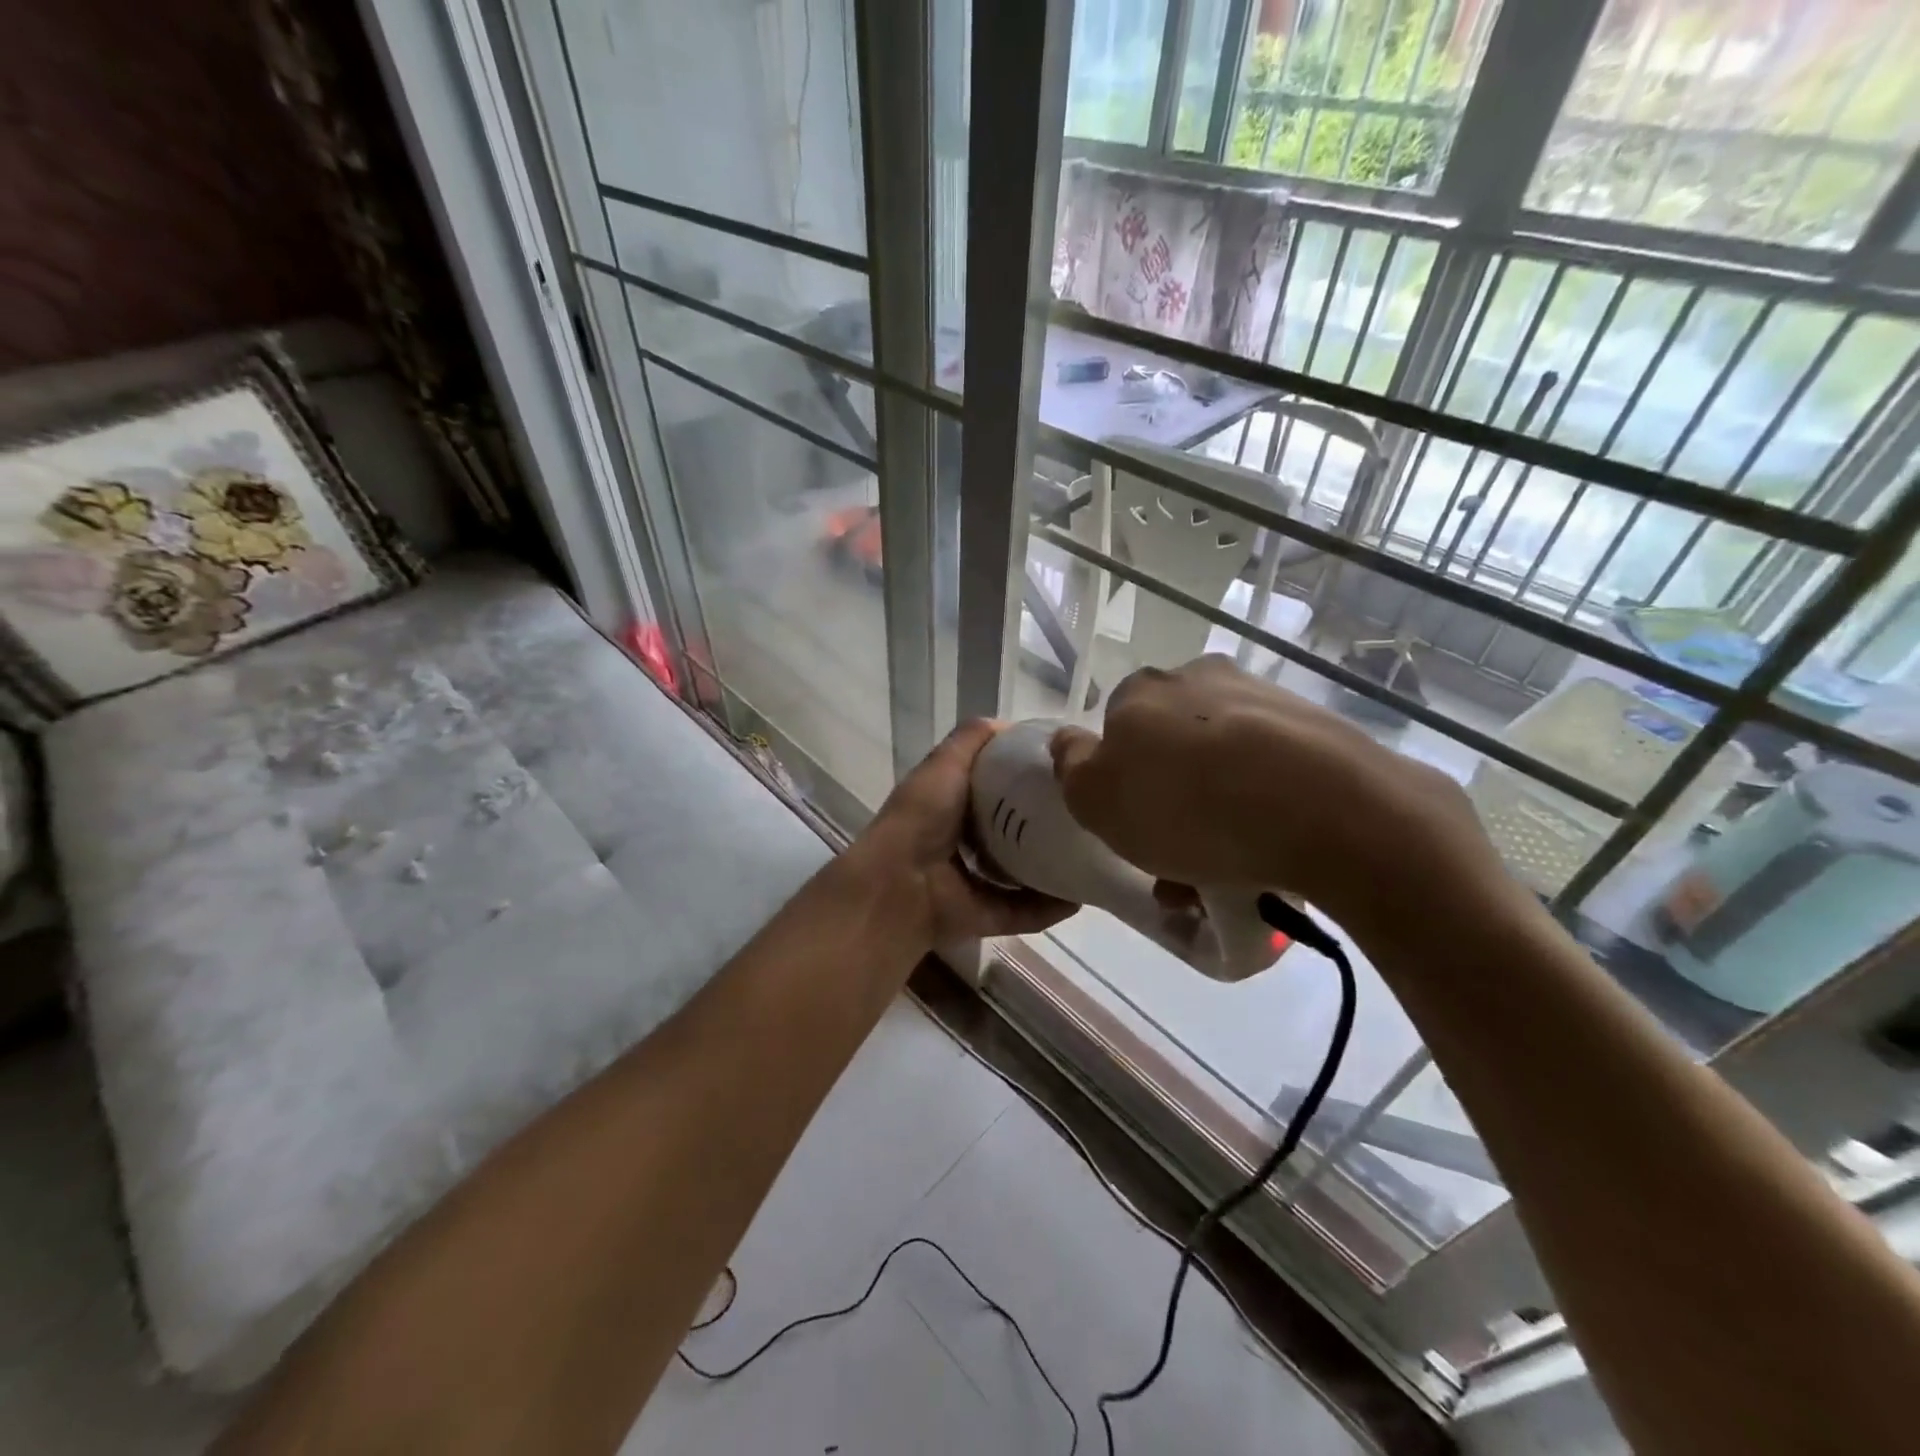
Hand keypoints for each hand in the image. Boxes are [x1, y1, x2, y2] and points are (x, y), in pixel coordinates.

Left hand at [849, 720, 1075, 947]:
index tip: (1066, 772)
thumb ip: (972, 738)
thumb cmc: (923, 815)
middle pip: (1017, 832)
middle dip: (1048, 824)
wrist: (900, 881)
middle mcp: (966, 843)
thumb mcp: (945, 762)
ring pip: (1025, 874)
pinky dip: (1050, 907)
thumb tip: (1011, 726)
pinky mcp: (987, 916)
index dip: (1029, 779)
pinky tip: (1079, 896)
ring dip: (1055, 868)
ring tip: (1092, 855)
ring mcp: (976, 882)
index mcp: (956, 805)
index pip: (1001, 790)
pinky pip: (1025, 912)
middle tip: (1087, 814)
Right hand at [1049, 657, 1514, 939]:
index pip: (1115, 728)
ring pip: (1224, 765)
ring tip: (1225, 879)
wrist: (1331, 812)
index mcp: (1145, 691)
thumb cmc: (1189, 806)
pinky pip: (1274, 775)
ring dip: (1216, 816)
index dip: (1119, 780)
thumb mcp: (1097, 799)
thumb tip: (1069, 742)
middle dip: (1170, 802)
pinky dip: (1264, 812)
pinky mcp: (1322, 731)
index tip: (1133, 826)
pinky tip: (1270, 859)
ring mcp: (1267, 700)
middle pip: (1172, 748)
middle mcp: (1203, 679)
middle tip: (1177, 864)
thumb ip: (1071, 767)